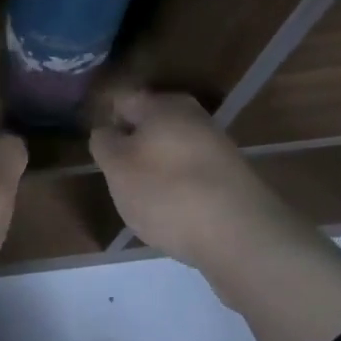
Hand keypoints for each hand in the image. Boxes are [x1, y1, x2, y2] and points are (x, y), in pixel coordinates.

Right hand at [88, 90, 276, 272]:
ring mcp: (217, 149)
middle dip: (133, 150)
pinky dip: (180, 194)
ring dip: (156, 173)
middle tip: (119, 180)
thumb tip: (107, 132)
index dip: (106, 124)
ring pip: (172, 154)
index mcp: (164, 104)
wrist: (243, 239)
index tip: (98, 152)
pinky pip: (193, 179)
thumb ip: (104, 143)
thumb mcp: (117, 167)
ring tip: (146, 204)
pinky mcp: (232, 181)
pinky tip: (175, 218)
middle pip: (150, 128)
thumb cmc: (167, 193)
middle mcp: (194, 118)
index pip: (122, 101)